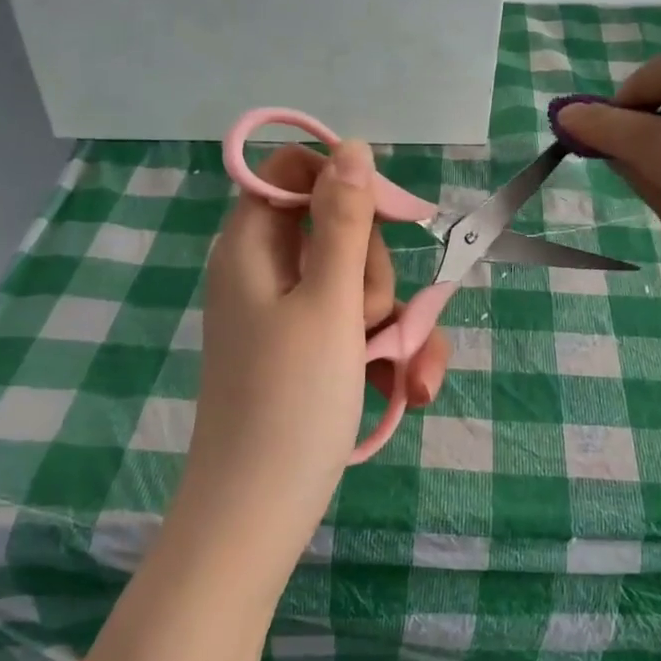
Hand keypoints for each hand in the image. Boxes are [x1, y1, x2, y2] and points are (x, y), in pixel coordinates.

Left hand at [173, 142, 451, 564]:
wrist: (259, 512)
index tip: (391, 217)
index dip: (345, 183)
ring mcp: (289, 314)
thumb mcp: (329, 303)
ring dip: (394, 322)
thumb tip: (352, 148)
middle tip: (372, 319)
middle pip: (339, 230)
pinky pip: (356, 327)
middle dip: (375, 273)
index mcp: (252, 246)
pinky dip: (384, 352)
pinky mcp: (309, 352)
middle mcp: (267, 271)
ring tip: (398, 371)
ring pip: (359, 284)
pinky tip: (407, 388)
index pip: (293, 171)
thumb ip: (343, 222)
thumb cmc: (291, 401)